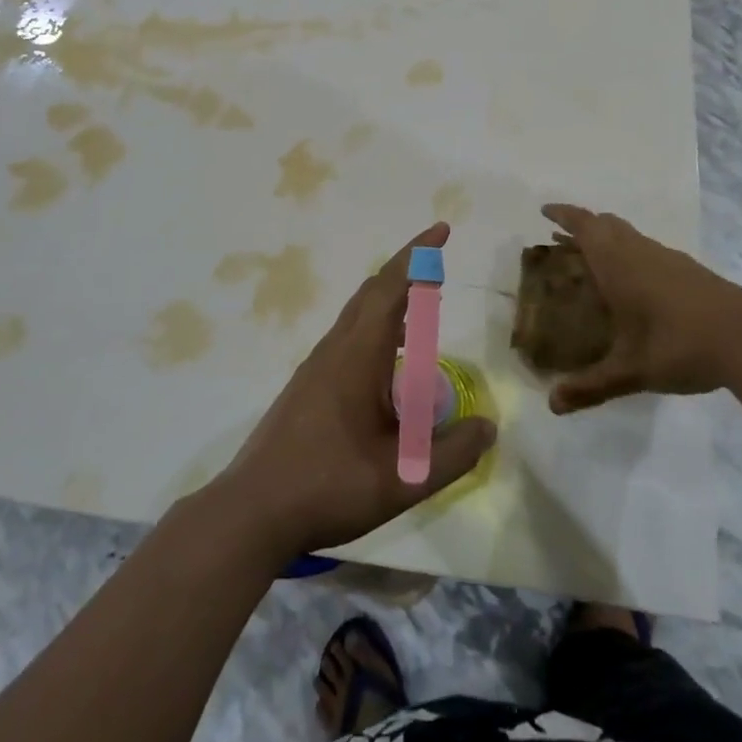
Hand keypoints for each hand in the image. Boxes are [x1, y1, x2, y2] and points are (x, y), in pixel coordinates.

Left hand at [212, 223, 495, 558]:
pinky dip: (376, 326)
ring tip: (421, 308)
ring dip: (390, 300)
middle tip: (437, 264)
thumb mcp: (402, 478)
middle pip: (371, 293)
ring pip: (357, 315)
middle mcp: (335, 349)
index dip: (418, 257)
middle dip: (406, 270)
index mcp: (357, 356)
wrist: (253, 510)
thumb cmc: (328, 487)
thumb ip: (451, 453)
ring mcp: (316, 366)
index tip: (441, 230)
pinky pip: (348, 336)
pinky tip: (388, 360)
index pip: (391, 289)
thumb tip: (488, 426)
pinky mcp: (307, 385)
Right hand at [540, 204, 741, 413]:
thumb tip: (553, 405)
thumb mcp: (631, 370)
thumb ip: (592, 386)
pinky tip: (637, 286)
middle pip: (606, 224)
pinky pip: (649, 250)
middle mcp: (640, 252)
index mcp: (617, 264)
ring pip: (630, 235)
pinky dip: (631, 254)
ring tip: (595, 263)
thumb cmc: (678, 345)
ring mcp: (668, 259)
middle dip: (583, 226)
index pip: (584, 226)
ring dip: (608, 239)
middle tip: (564, 242)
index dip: (563, 215)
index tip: (545, 211)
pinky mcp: (690, 270)